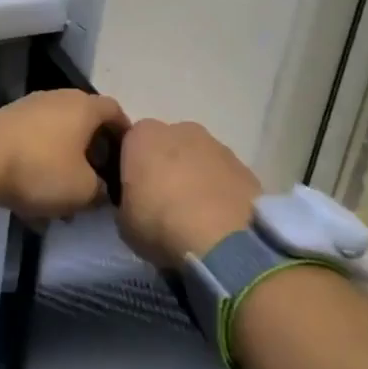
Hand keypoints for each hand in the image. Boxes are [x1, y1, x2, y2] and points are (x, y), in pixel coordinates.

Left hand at [0, 91, 128, 220]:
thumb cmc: (40, 169)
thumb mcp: (83, 190)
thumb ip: (102, 190)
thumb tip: (103, 189)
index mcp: (85, 106)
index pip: (117, 113)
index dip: (126, 138)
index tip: (128, 164)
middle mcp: (60, 97)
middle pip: (87, 123)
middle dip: (94, 152)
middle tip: (98, 182)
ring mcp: (31, 106)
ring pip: (59, 134)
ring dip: (66, 160)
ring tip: (65, 194)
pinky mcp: (7, 120)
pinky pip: (36, 140)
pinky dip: (42, 161)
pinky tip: (36, 191)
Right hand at [117, 119, 261, 269]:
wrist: (222, 239)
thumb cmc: (159, 223)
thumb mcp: (123, 221)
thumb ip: (127, 201)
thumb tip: (137, 203)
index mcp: (142, 136)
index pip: (129, 144)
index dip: (131, 168)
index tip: (133, 193)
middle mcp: (179, 129)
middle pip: (167, 145)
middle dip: (165, 166)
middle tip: (164, 202)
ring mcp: (216, 144)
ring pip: (198, 157)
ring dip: (195, 176)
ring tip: (195, 214)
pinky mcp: (244, 165)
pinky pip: (223, 175)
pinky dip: (219, 190)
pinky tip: (218, 218)